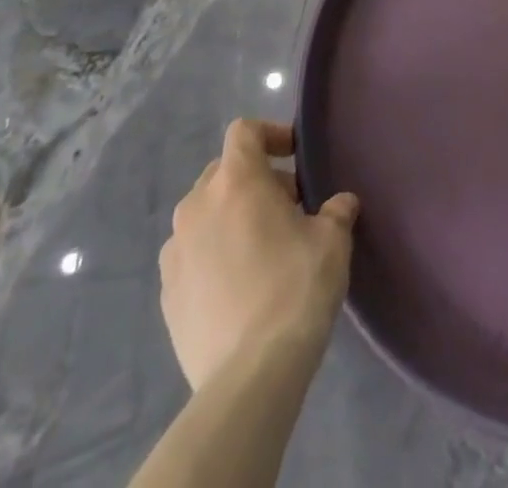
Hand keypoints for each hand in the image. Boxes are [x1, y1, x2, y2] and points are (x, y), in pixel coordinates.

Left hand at [158, 119, 359, 392]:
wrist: (250, 375)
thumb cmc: (296, 288)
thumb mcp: (333, 240)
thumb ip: (336, 210)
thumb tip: (340, 204)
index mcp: (235, 182)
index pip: (244, 132)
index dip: (271, 135)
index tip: (295, 157)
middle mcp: (196, 207)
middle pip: (223, 171)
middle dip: (255, 179)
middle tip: (288, 206)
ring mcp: (175, 252)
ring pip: (204, 214)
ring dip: (231, 217)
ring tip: (263, 247)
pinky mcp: (167, 294)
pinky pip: (192, 254)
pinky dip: (214, 254)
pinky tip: (240, 285)